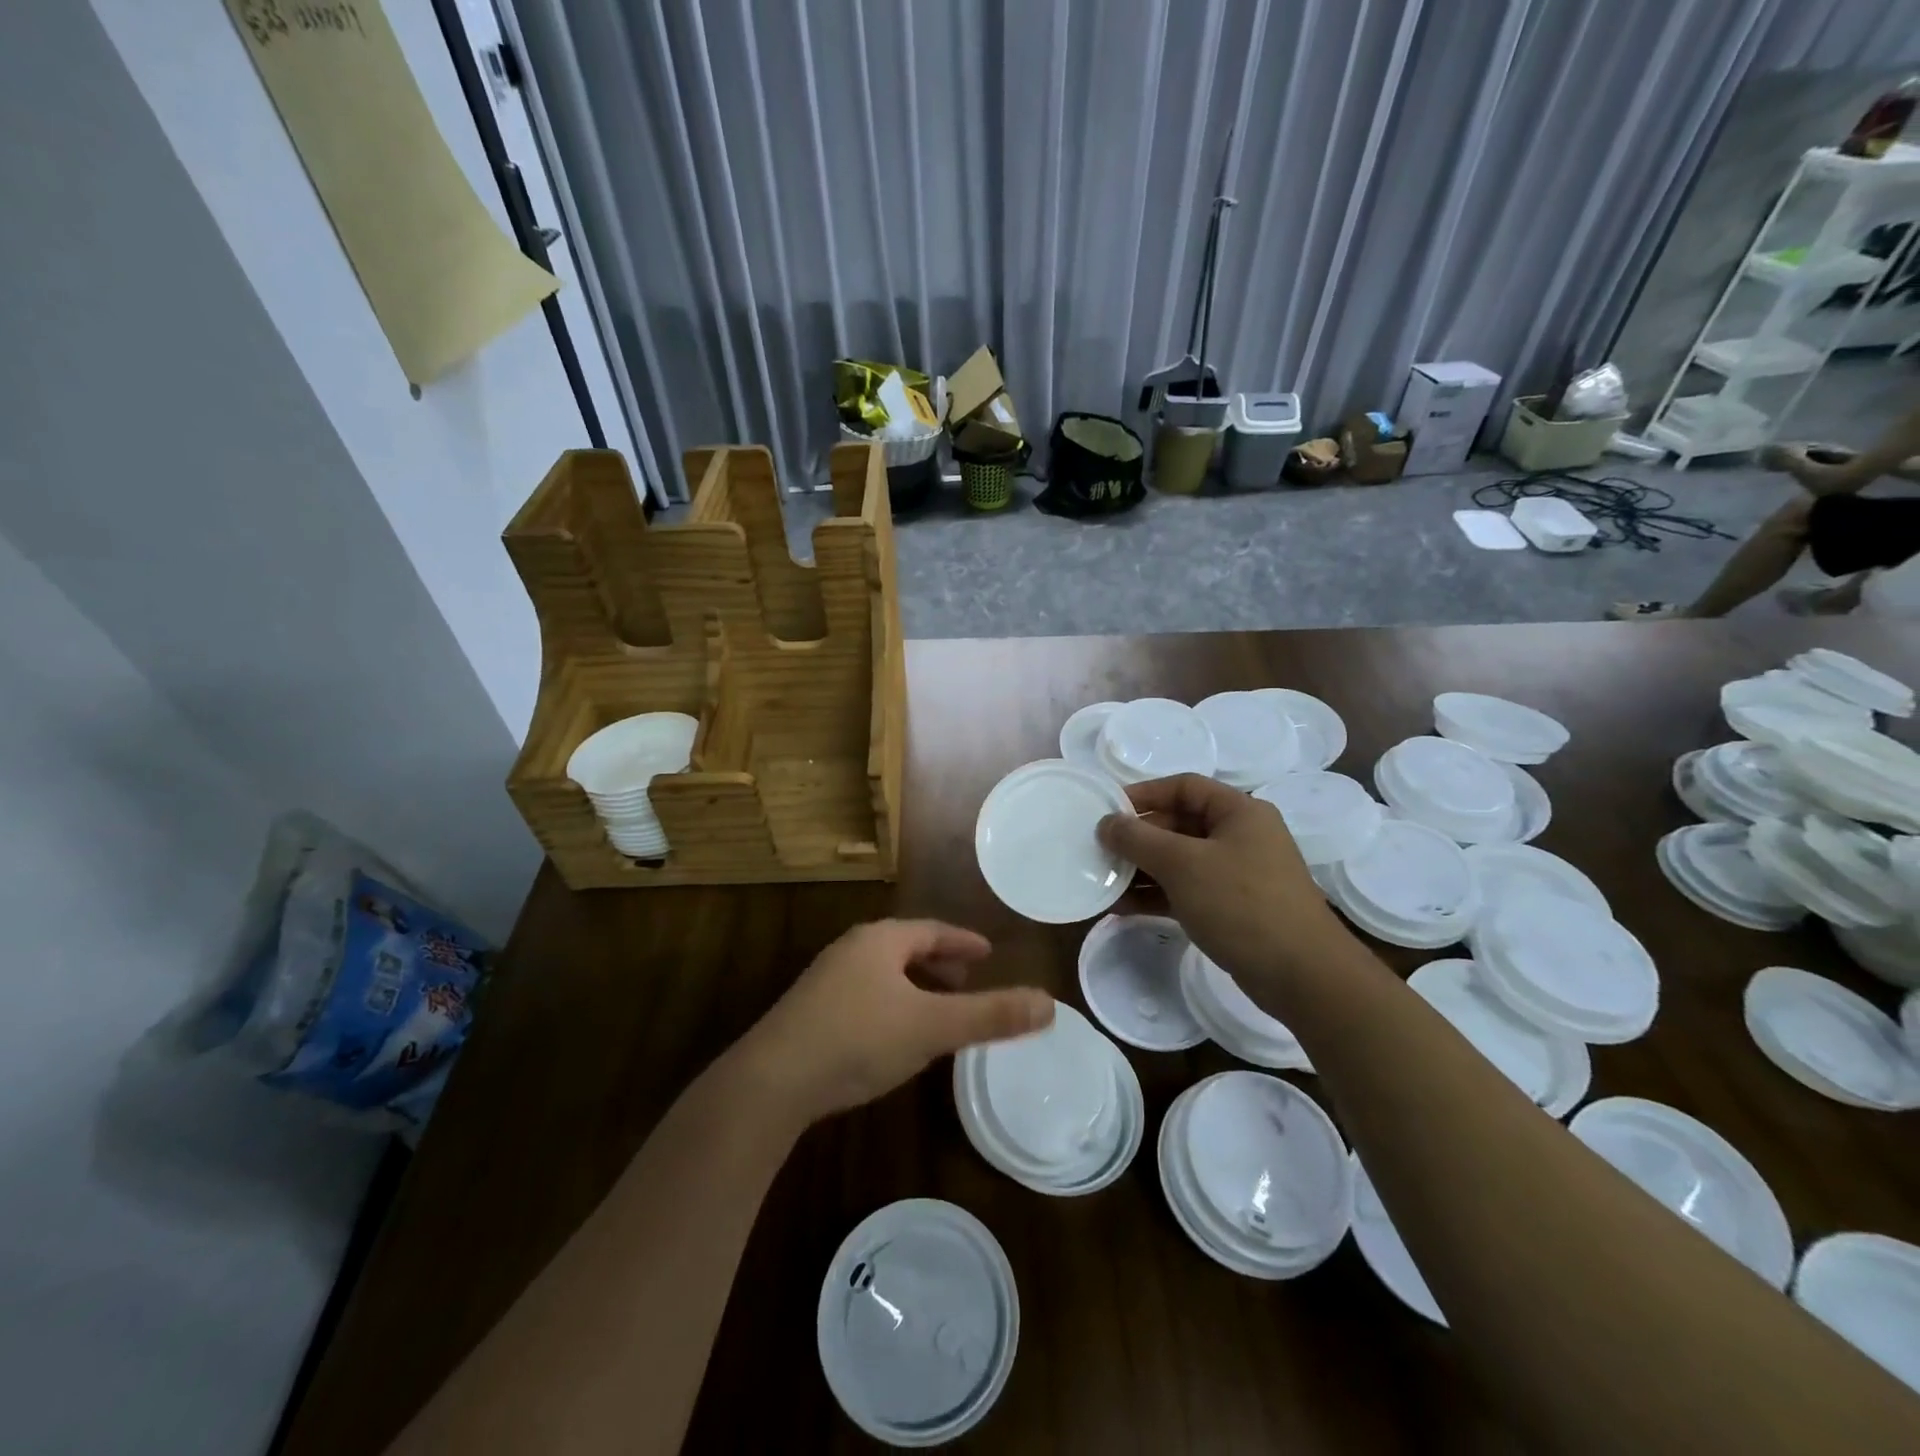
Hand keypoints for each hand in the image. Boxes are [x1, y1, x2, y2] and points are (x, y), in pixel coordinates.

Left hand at [735, 919, 1053, 1125]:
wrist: (772, 1081)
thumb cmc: (859, 1039)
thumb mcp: (932, 1027)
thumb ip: (990, 1016)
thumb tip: (1049, 1003)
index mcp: (881, 940)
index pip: (932, 930)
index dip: (963, 941)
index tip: (987, 952)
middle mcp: (851, 950)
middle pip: (905, 949)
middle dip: (939, 963)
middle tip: (968, 980)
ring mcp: (826, 981)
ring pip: (883, 975)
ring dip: (914, 986)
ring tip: (938, 1010)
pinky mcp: (809, 1013)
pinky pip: (864, 997)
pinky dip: (891, 1005)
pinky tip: (895, 1037)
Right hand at [1097, 773, 1353, 986]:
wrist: (1300, 975)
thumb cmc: (1241, 904)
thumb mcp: (1182, 864)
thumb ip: (1139, 839)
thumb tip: (1106, 822)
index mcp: (1238, 812)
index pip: (1183, 787)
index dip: (1143, 794)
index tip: (1106, 810)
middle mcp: (1239, 836)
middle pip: (1178, 824)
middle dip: (1137, 837)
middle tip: (1098, 850)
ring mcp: (1236, 874)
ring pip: (1179, 861)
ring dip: (1141, 869)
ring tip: (1102, 881)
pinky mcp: (1231, 908)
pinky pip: (1185, 890)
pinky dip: (1155, 895)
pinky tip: (1121, 907)